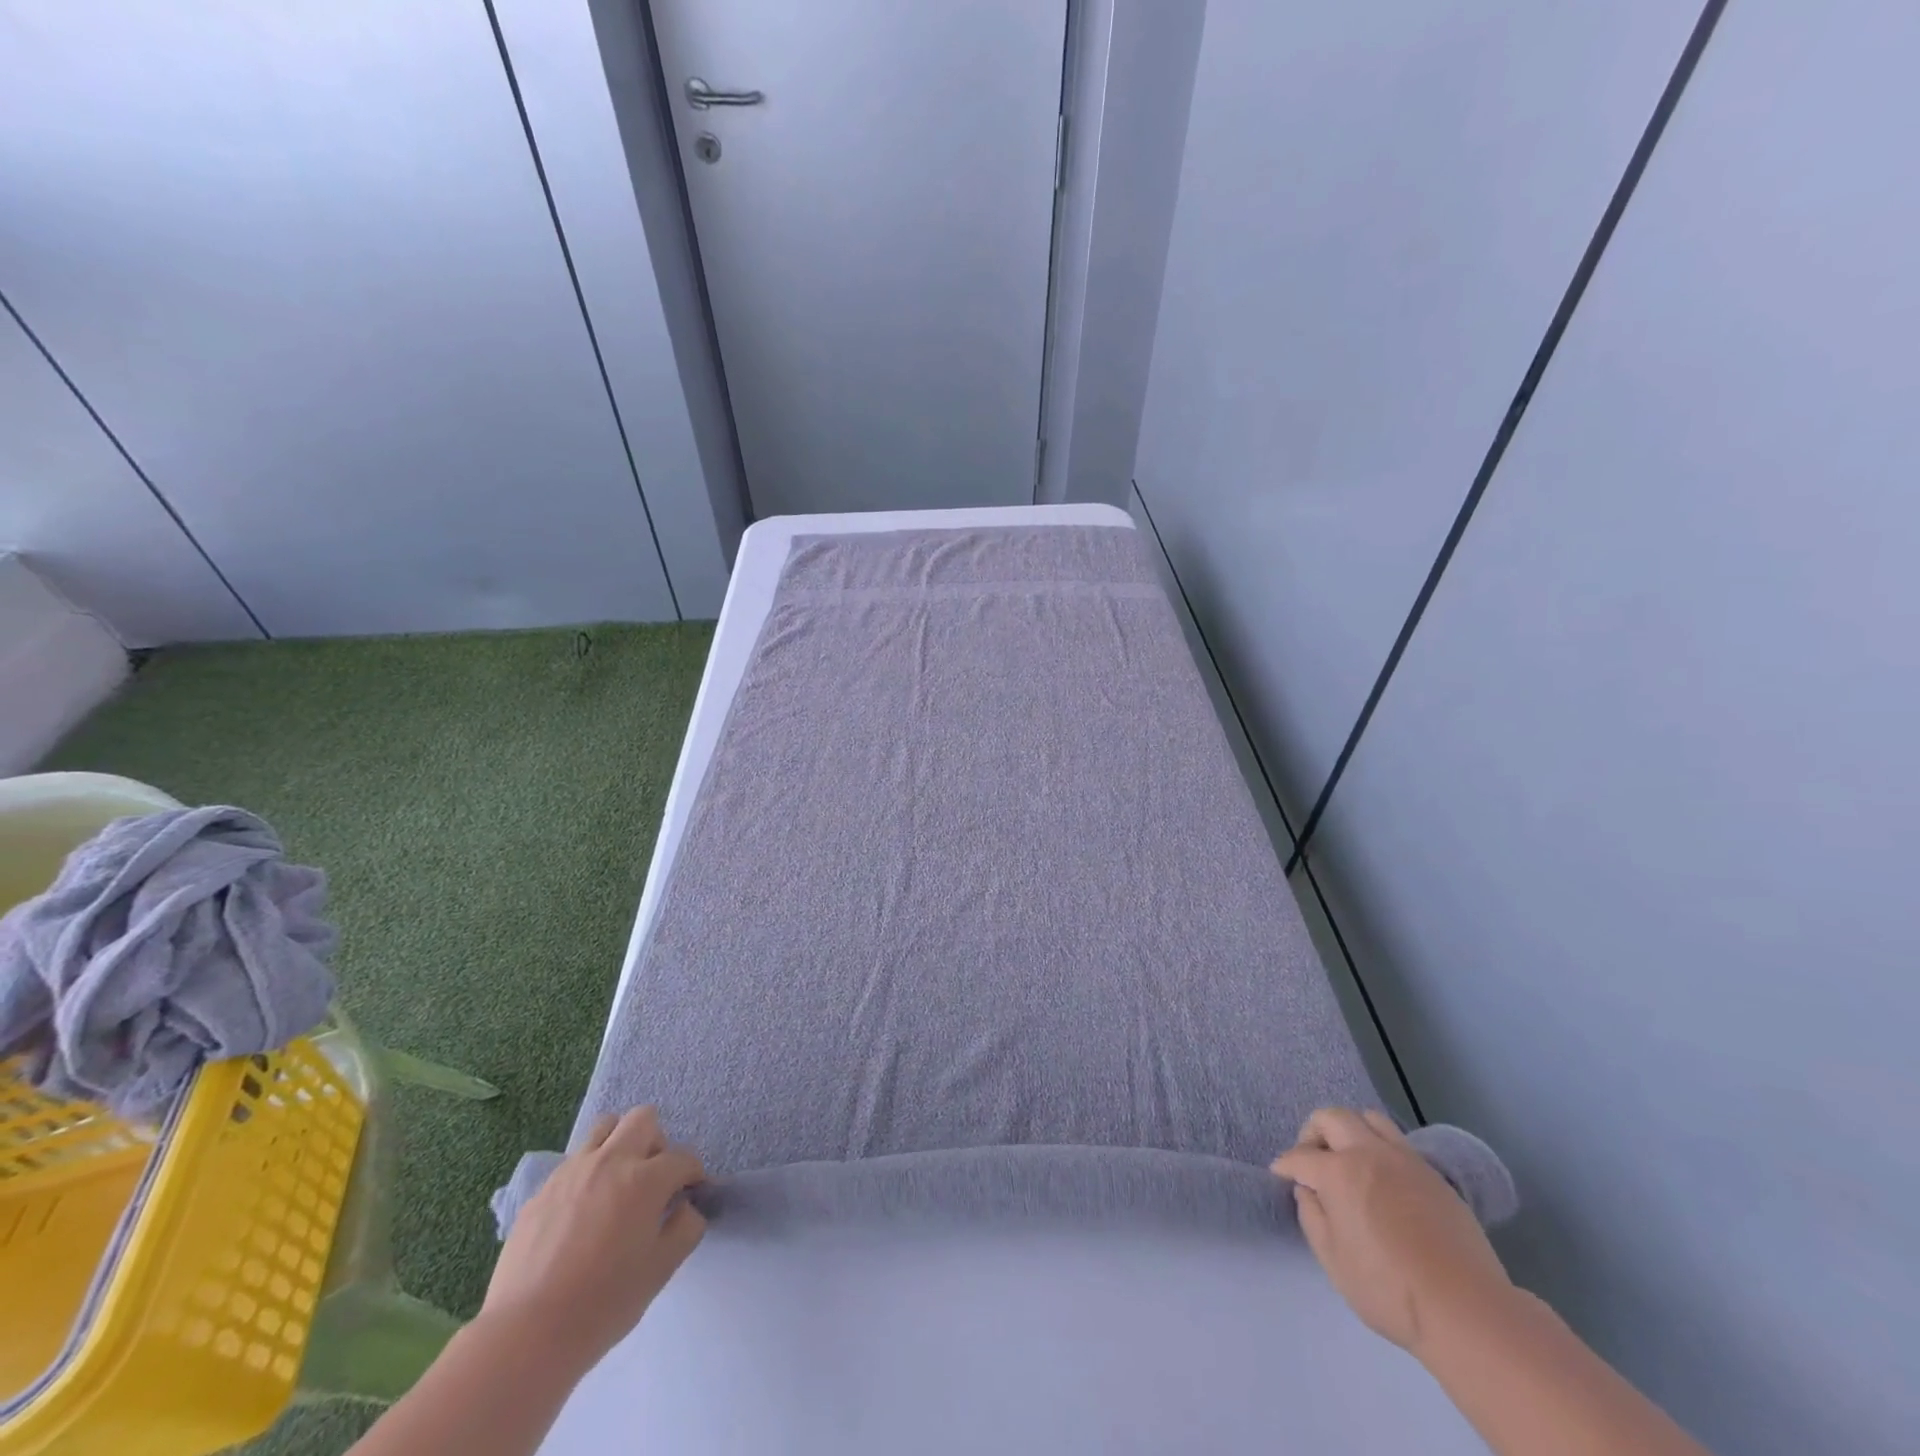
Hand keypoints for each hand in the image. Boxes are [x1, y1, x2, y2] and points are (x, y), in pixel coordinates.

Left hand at [480, 1106, 706, 1378]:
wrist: (527, 1334)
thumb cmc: (603, 1303)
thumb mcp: (662, 1270)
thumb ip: (687, 1228)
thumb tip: (686, 1207)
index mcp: (646, 1179)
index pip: (682, 1158)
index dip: (693, 1175)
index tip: (690, 1195)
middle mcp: (611, 1161)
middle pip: (643, 1119)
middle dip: (658, 1143)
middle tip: (654, 1179)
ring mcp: (572, 1171)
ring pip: (605, 1127)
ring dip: (620, 1144)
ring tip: (617, 1182)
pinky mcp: (543, 1189)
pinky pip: (574, 1162)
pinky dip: (588, 1172)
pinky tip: (583, 1211)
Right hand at [1272, 1107, 1513, 1357]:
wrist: (1466, 1309)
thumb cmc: (1389, 1289)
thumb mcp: (1333, 1261)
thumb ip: (1312, 1217)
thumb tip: (1308, 1191)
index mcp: (1338, 1172)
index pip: (1300, 1157)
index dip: (1285, 1165)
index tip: (1280, 1174)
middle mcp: (1368, 1153)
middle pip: (1333, 1117)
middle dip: (1313, 1132)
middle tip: (1312, 1159)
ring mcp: (1404, 1160)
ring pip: (1369, 1119)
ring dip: (1350, 1130)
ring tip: (1349, 1158)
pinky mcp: (1433, 1175)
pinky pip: (1398, 1142)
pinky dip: (1380, 1148)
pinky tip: (1382, 1179)